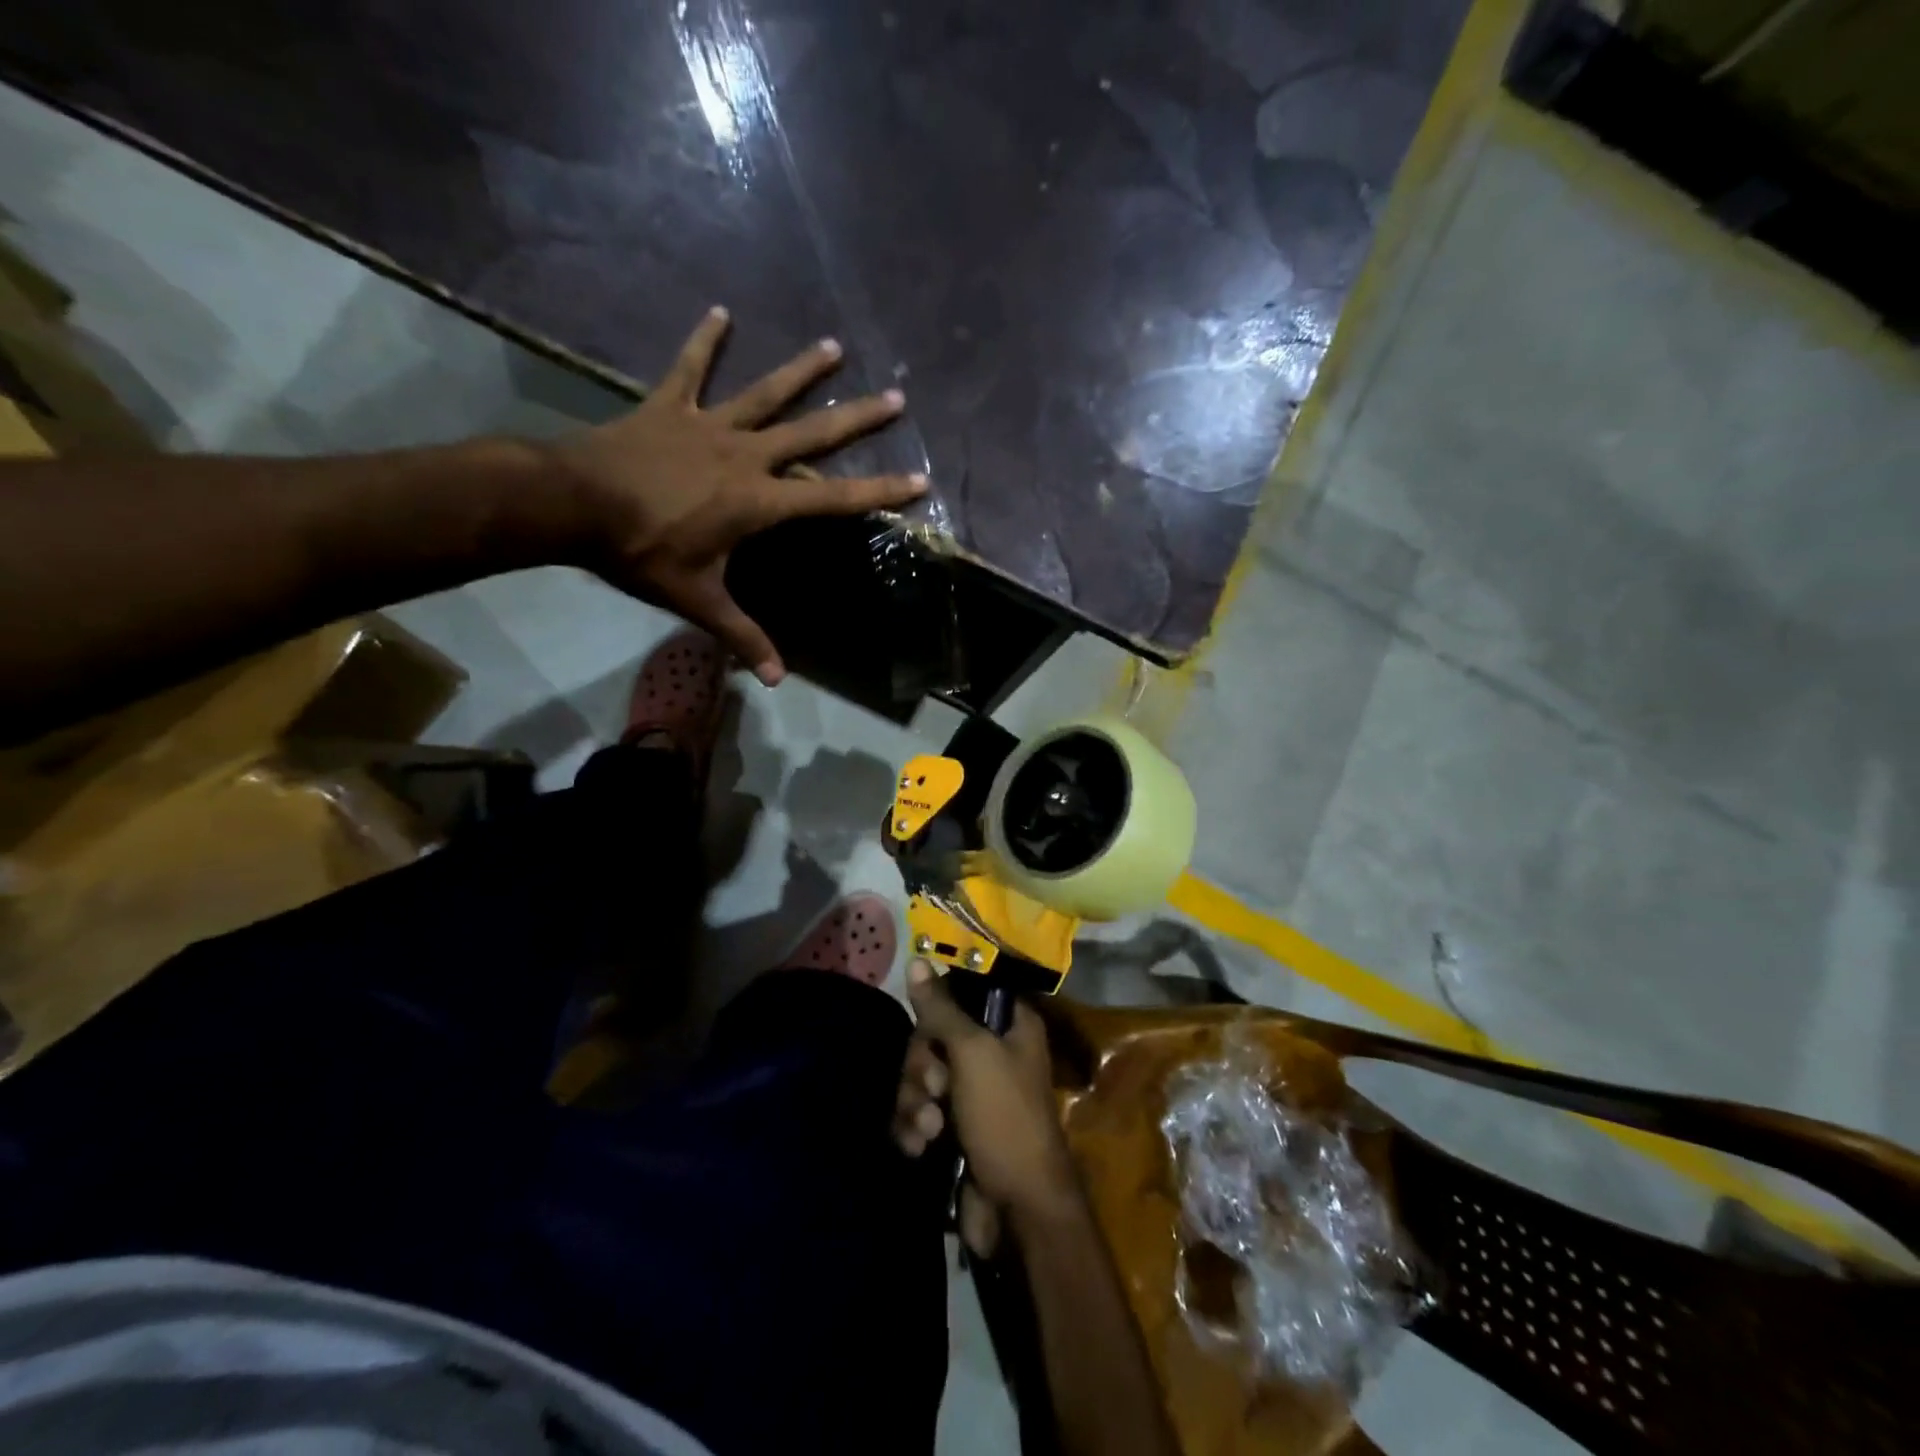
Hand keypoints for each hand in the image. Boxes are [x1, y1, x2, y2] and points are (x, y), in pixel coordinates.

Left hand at [551, 307, 927, 684]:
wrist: (572, 505)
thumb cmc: (642, 553)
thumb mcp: (698, 600)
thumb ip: (741, 636)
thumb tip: (774, 681)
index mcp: (758, 501)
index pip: (833, 499)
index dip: (879, 491)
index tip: (919, 479)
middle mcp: (745, 455)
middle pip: (812, 434)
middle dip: (857, 419)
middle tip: (897, 398)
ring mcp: (707, 425)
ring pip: (764, 393)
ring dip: (801, 371)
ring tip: (834, 347)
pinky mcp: (669, 407)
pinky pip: (690, 368)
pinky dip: (704, 341)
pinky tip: (721, 312)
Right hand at [897, 960, 1081, 1252]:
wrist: (1017, 1211)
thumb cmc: (1004, 1118)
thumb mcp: (972, 1053)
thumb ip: (941, 1008)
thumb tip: (917, 959)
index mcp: (1009, 1024)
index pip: (962, 991)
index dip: (938, 1005)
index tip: (927, 1023)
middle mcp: (991, 1051)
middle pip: (933, 1035)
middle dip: (922, 1064)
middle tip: (934, 1087)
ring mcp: (970, 1092)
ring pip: (920, 1075)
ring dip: (915, 1101)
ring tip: (929, 1129)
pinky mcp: (951, 1127)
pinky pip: (917, 1110)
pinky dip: (913, 1127)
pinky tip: (920, 1147)